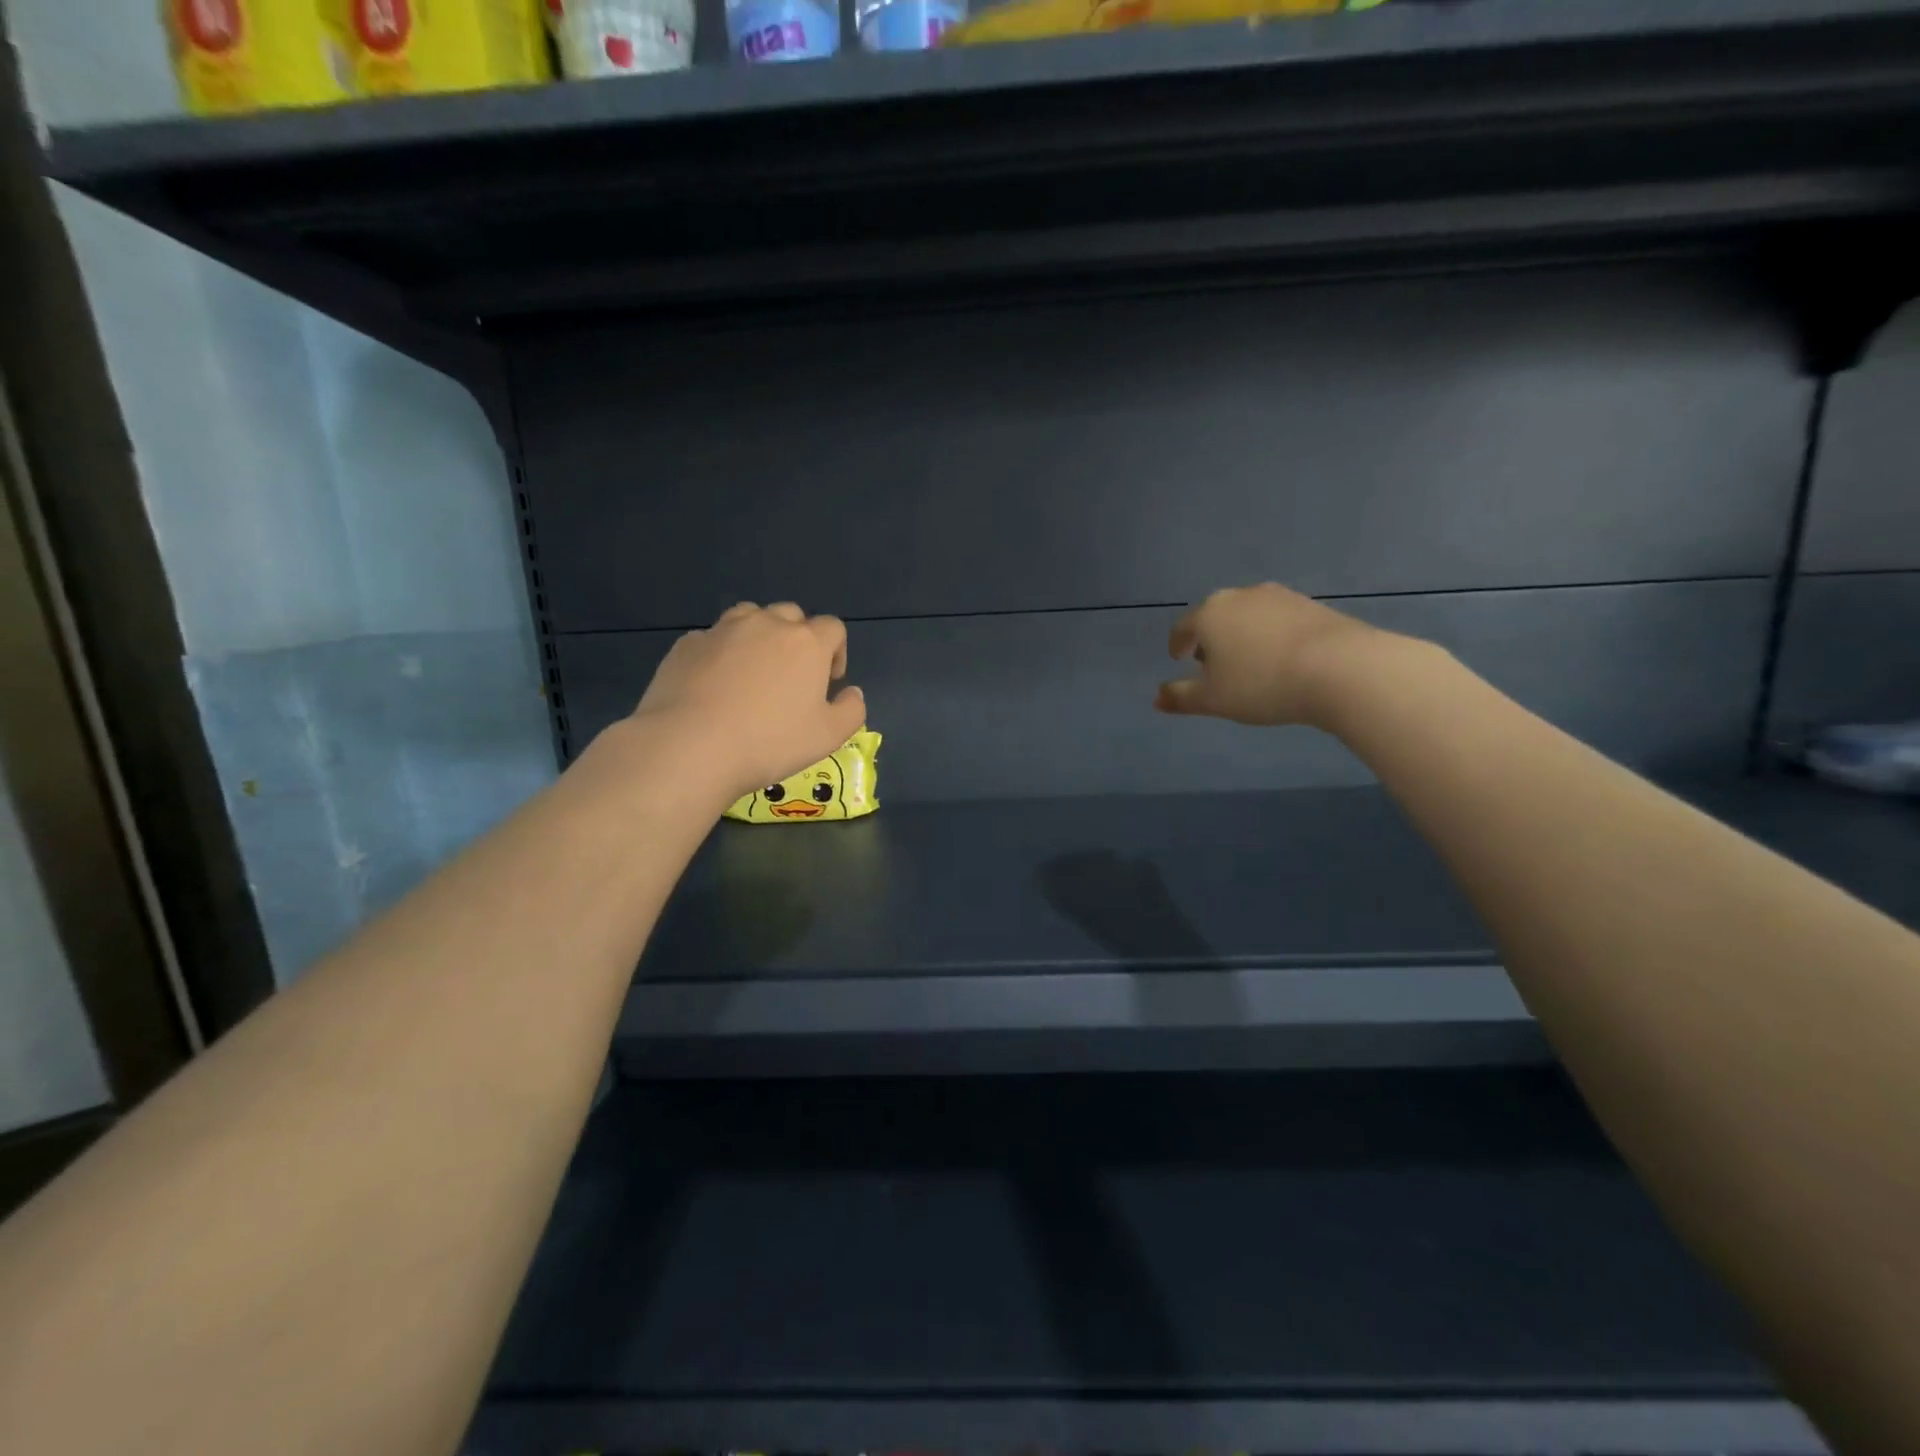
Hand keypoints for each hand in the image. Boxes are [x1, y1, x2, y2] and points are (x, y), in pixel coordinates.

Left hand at [633, 602, 866, 800]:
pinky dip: (721, 653)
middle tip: (792, 675)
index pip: (832, 627)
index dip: (836, 651)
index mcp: (806, 642)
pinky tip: (715, 685)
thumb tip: (852, 692)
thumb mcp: (828, 736)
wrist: (691, 745)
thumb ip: (851, 710)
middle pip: (791, 615)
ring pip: (749, 617)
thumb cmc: (770, 742)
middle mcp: (766, 624)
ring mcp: (722, 630)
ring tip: (753, 671)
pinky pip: (713, 639)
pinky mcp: (688, 644)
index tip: (828, 681)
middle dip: (798, 638)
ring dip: (759, 636)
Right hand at [1155, 582, 1383, 726]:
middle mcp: (1240, 596)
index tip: (1179, 659)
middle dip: (1210, 638)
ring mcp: (1279, 596)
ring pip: (1248, 615)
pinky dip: (1270, 635)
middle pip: (1215, 616)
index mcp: (1209, 614)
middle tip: (1212, 663)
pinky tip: (1280, 658)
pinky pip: (1278, 620)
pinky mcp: (1311, 604)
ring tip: (1248, 662)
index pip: (1182, 627)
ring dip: (1241, 634)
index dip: (1177, 645)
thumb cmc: (1262, 684)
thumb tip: (1156, 699)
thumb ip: (1181, 698)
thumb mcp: (1213, 700)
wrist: (1341, 668)